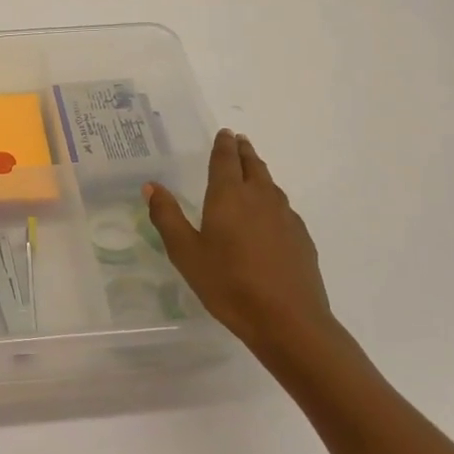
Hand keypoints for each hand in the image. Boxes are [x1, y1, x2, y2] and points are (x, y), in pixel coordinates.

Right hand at [145, 129, 339, 365]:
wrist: (288, 320)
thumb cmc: (228, 284)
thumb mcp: (185, 253)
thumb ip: (167, 217)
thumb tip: (152, 186)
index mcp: (229, 196)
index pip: (225, 160)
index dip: (223, 145)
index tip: (225, 133)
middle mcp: (260, 198)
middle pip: (253, 166)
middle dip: (244, 152)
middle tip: (239, 142)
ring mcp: (285, 218)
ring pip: (271, 185)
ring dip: (260, 173)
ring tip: (252, 172)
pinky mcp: (301, 238)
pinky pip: (284, 208)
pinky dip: (273, 200)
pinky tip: (269, 216)